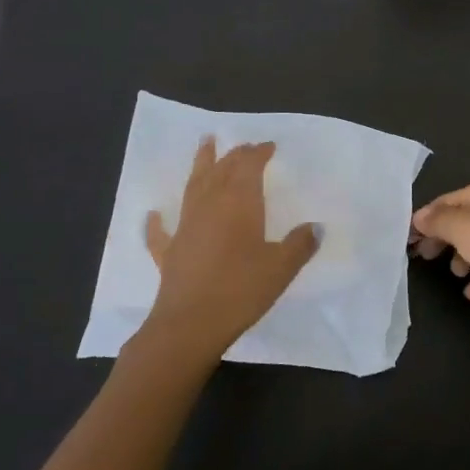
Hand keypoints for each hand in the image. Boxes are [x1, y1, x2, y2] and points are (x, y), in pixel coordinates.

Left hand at [140, 138, 319, 363]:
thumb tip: (316, 226)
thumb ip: (300, 244)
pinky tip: (154, 214)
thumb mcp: (281, 267)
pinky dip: (158, 221)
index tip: (269, 146)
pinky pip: (162, 231)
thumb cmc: (241, 290)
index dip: (259, 153)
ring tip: (204, 145)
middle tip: (243, 145)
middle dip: (234, 155)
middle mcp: (210, 206)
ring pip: (193, 187)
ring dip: (200, 165)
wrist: (190, 324)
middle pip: (222, 170)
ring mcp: (186, 227)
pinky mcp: (170, 252)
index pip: (249, 167)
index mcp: (239, 203)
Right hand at [410, 181, 469, 327]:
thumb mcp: (460, 226)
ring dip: (463, 260)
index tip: (407, 236)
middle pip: (464, 223)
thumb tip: (419, 218)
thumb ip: (437, 220)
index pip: (449, 200)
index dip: (427, 216)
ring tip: (456, 273)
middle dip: (443, 238)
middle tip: (423, 255)